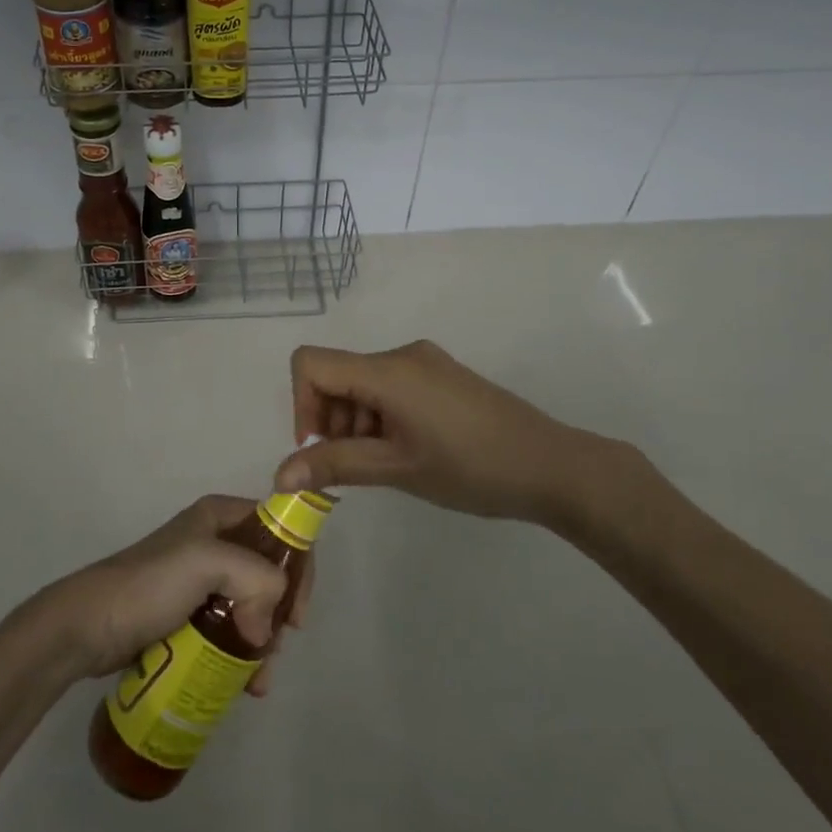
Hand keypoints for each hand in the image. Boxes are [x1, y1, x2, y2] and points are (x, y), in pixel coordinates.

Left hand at [37, 496, 313, 691]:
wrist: (88, 627)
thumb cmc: (149, 585)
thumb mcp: (206, 563)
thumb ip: (254, 579)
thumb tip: (267, 630)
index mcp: (220, 516)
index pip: (279, 528)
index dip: (298, 566)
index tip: (298, 614)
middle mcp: (214, 541)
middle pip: (268, 572)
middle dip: (279, 613)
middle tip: (274, 648)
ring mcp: (200, 580)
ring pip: (251, 605)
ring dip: (263, 641)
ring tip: (257, 679)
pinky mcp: (188, 614)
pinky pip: (229, 630)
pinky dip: (242, 654)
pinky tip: (244, 684)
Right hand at [275, 340, 642, 527]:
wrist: (551, 466)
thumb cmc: (471, 468)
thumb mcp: (398, 469)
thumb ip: (335, 466)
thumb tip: (279, 475)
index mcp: (388, 370)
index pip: (311, 364)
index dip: (302, 405)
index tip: (320, 448)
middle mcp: (402, 355)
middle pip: (337, 374)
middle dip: (331, 421)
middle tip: (356, 467)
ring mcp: (425, 362)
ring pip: (363, 383)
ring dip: (357, 423)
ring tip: (387, 464)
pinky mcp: (441, 375)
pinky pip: (390, 386)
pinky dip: (381, 416)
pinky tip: (408, 450)